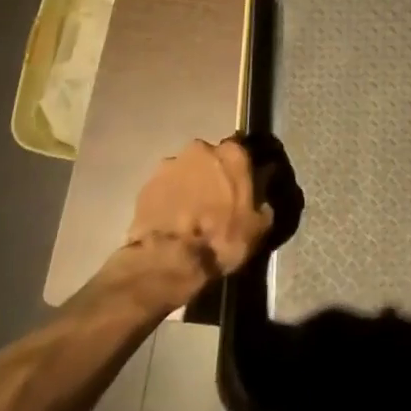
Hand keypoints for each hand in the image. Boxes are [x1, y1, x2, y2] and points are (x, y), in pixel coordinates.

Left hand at [122, 137, 275, 299]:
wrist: (168, 261)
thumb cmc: (221, 240)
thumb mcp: (259, 225)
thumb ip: (264, 196)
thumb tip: (264, 181)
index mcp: (233, 153)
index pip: (244, 150)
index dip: (244, 169)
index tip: (245, 184)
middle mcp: (201, 149)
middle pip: (212, 157)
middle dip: (215, 174)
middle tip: (217, 200)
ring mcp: (169, 164)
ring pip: (186, 170)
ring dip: (190, 184)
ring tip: (191, 213)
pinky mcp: (146, 184)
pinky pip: (165, 187)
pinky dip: (170, 198)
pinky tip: (173, 220)